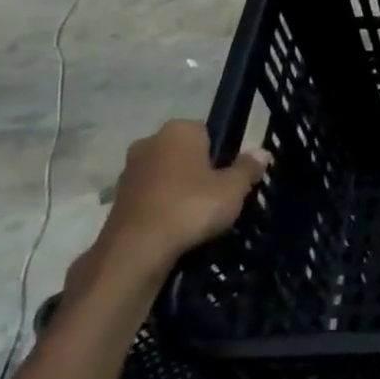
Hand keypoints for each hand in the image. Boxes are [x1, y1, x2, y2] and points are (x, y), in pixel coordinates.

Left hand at [92, 121, 267, 277]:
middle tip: (219, 195)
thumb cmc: (191, 206)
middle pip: (186, 152)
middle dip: (200, 169)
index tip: (231, 176)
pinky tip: (176, 226)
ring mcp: (130, 169)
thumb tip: (262, 152)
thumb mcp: (234, 188)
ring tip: (199, 215)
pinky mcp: (118, 197)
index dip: (223, 153)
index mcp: (179, 130)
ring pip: (167, 174)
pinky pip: (152, 195)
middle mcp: (150, 141)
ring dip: (180, 188)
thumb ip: (248, 168)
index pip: (208, 131)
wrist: (137, 248)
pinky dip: (163, 206)